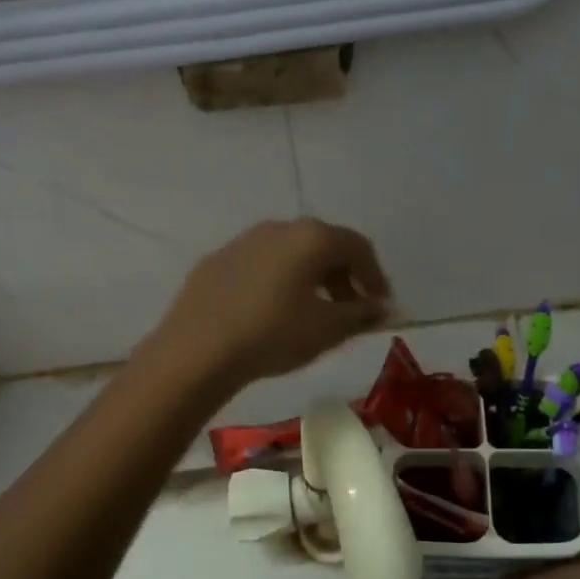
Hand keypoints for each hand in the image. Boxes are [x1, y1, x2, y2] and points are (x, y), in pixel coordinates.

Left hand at [152, 219, 391, 390]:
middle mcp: (279, 228)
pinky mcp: (217, 261)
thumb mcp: (328, 329)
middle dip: (343, 277)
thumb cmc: (274, 334)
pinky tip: (271, 313)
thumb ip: (362, 314)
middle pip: (323, 246)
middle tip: (350, 311)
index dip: (376, 276)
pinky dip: (278, 283)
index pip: (358, 247)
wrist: (197, 350)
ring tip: (312, 314)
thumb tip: (382, 307)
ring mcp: (243, 241)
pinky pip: (260, 266)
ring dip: (310, 279)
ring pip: (290, 254)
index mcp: (312, 237)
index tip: (380, 306)